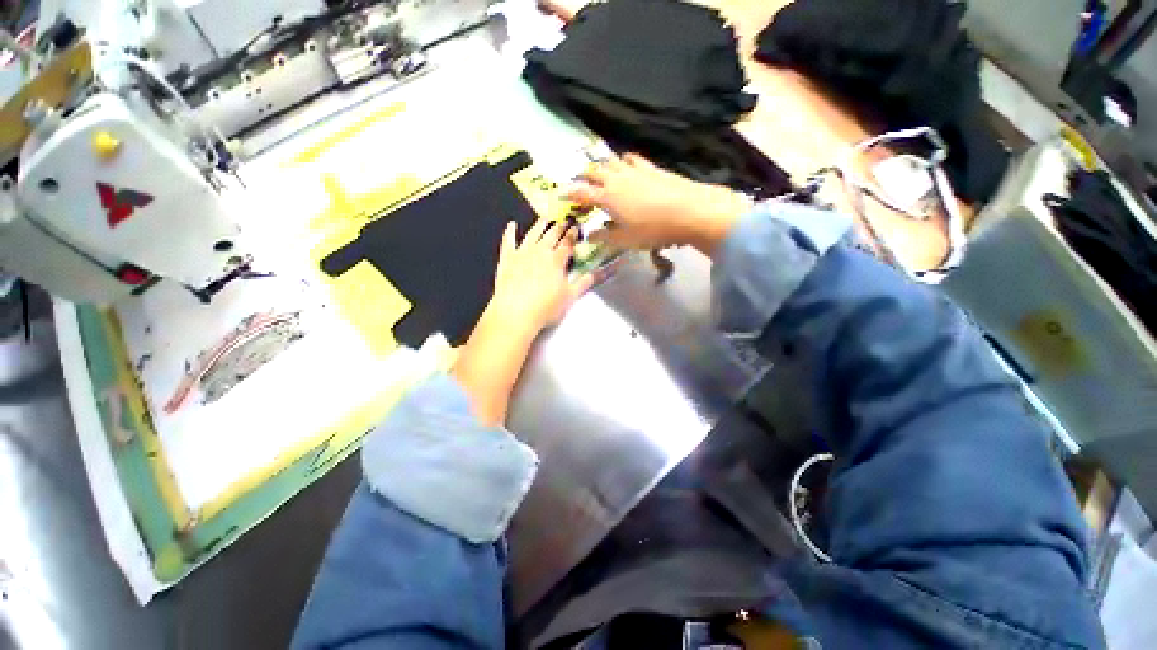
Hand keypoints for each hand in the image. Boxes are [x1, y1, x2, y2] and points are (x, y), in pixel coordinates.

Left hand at [489, 218, 594, 333]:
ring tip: (545, 218)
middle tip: (564, 220)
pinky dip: (510, 232)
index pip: (568, 243)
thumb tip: (603, 271)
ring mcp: (522, 253)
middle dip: (559, 227)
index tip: (577, 226)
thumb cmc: (546, 307)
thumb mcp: (570, 297)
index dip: (573, 234)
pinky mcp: (507, 259)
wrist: (515, 313)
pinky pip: (508, 241)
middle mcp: (540, 251)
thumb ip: (586, 282)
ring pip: (533, 234)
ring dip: (539, 225)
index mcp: (557, 260)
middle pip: (551, 235)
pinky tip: (511, 225)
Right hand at [565, 154, 752, 255]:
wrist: (688, 211)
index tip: (560, 193)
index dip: (569, 193)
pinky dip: (622, 160)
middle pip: (594, 171)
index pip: (582, 193)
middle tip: (580, 183)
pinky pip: (631, 158)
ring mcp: (634, 170)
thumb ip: (605, 237)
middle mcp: (616, 179)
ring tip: (600, 172)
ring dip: (601, 166)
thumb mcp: (625, 239)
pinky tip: (625, 162)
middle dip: (584, 176)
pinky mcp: (650, 167)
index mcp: (607, 197)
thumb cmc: (652, 229)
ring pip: (611, 162)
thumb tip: (589, 235)